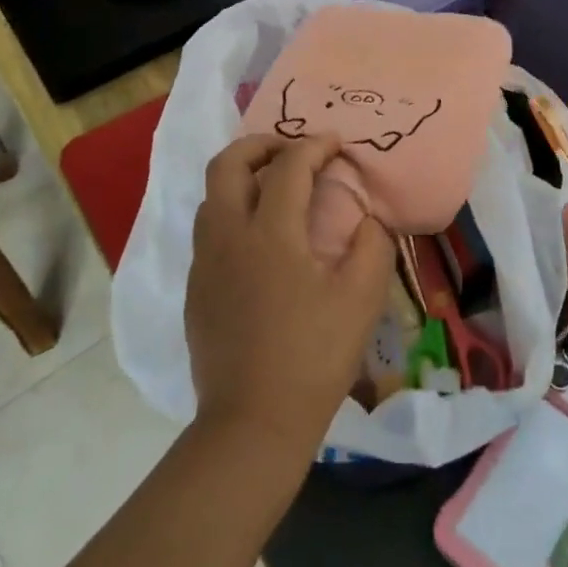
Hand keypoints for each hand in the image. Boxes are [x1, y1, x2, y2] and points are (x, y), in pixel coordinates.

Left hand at [186, 134, 395, 461]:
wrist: (252, 423)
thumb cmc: (313, 357)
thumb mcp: (361, 298)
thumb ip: (372, 244)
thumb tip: (367, 218)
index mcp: (269, 233)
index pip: (289, 165)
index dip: (315, 145)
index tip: (336, 143)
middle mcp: (227, 236)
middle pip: (226, 164)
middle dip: (259, 144)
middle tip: (291, 151)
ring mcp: (204, 263)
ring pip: (211, 196)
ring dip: (241, 177)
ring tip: (275, 189)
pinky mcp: (195, 290)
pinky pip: (209, 231)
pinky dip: (233, 213)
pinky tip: (260, 241)